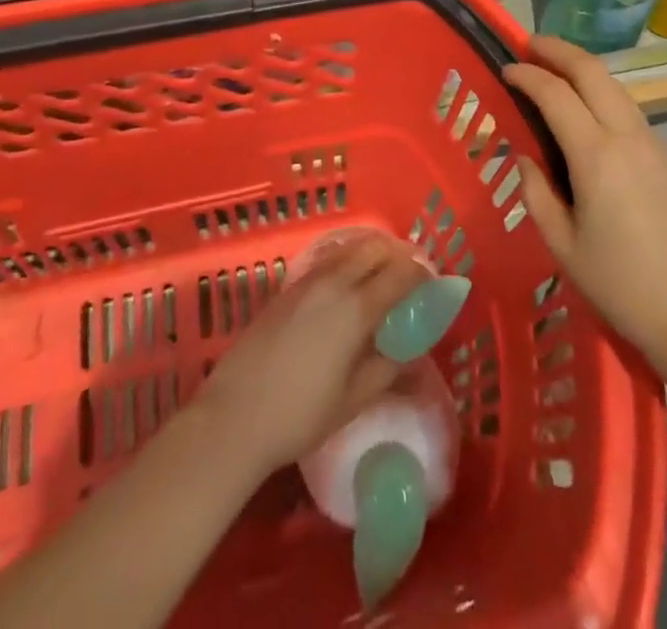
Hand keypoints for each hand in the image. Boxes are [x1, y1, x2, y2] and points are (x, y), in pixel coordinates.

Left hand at [193, 232, 428, 476]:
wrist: (234, 416)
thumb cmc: (300, 415)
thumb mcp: (354, 399)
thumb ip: (387, 368)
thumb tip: (410, 352)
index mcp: (356, 308)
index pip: (399, 274)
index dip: (420, 273)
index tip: (432, 283)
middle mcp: (333, 283)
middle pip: (373, 249)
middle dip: (397, 255)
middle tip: (409, 276)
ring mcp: (306, 282)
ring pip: (348, 250)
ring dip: (370, 255)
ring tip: (380, 277)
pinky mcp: (286, 289)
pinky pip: (326, 262)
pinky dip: (346, 262)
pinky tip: (346, 286)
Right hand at [506, 35, 666, 374]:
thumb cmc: (623, 286)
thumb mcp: (564, 246)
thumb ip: (537, 193)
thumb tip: (527, 157)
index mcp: (596, 156)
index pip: (556, 94)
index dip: (527, 75)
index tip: (505, 68)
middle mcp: (627, 135)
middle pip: (592, 71)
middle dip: (558, 50)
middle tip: (528, 45)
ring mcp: (653, 142)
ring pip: (614, 85)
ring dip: (581, 68)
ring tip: (553, 70)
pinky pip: (627, 108)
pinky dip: (600, 92)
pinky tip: (584, 109)